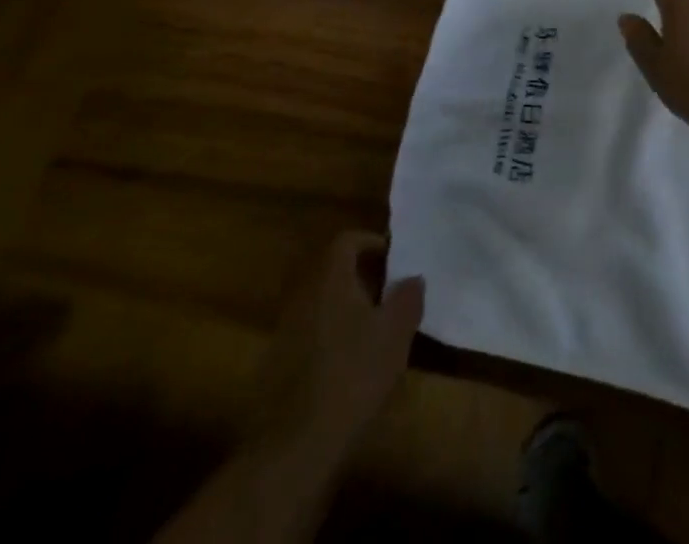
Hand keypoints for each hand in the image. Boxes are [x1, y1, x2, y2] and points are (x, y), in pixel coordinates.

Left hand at [253, 230, 423, 456]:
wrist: (293, 447)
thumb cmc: (352, 375)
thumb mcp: (395, 333)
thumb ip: (408, 297)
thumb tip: (412, 278)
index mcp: (330, 279)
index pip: (347, 241)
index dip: (372, 242)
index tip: (394, 258)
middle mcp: (303, 296)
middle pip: (332, 271)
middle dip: (362, 277)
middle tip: (389, 293)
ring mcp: (284, 332)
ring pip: (320, 304)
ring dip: (346, 309)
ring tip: (373, 330)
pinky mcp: (275, 367)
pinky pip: (309, 334)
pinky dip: (330, 337)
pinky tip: (348, 365)